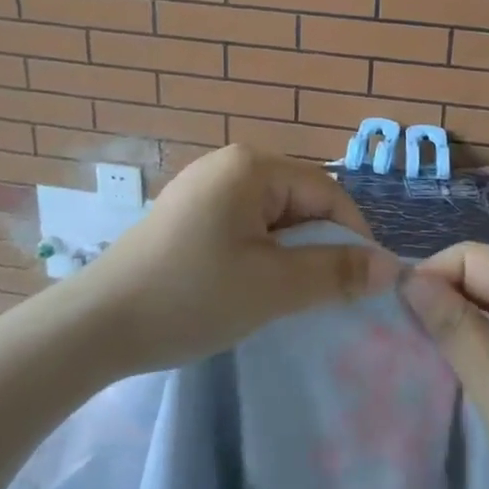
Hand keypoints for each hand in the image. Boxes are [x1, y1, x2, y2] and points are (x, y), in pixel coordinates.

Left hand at [73, 144, 398, 375]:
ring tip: (286, 295)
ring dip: (289, 252)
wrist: (96, 325)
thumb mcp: (273, 287)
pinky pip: (243, 224)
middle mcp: (228, 163)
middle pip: (299, 199)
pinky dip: (259, 252)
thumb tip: (392, 267)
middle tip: (322, 295)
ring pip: (272, 215)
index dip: (353, 235)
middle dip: (318, 244)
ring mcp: (203, 186)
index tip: (363, 283)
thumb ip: (336, 273)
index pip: (326, 191)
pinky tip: (250, 285)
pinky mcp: (187, 212)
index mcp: (251, 166)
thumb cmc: (191, 296)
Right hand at [401, 243, 488, 488]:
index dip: (431, 274)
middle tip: (399, 335)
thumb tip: (406, 278)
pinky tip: (450, 369)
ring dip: (452, 322)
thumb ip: (453, 327)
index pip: (472, 257)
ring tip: (416, 351)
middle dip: (439, 297)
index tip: (394, 312)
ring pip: (487, 306)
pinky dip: (471, 344)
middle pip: (480, 277)